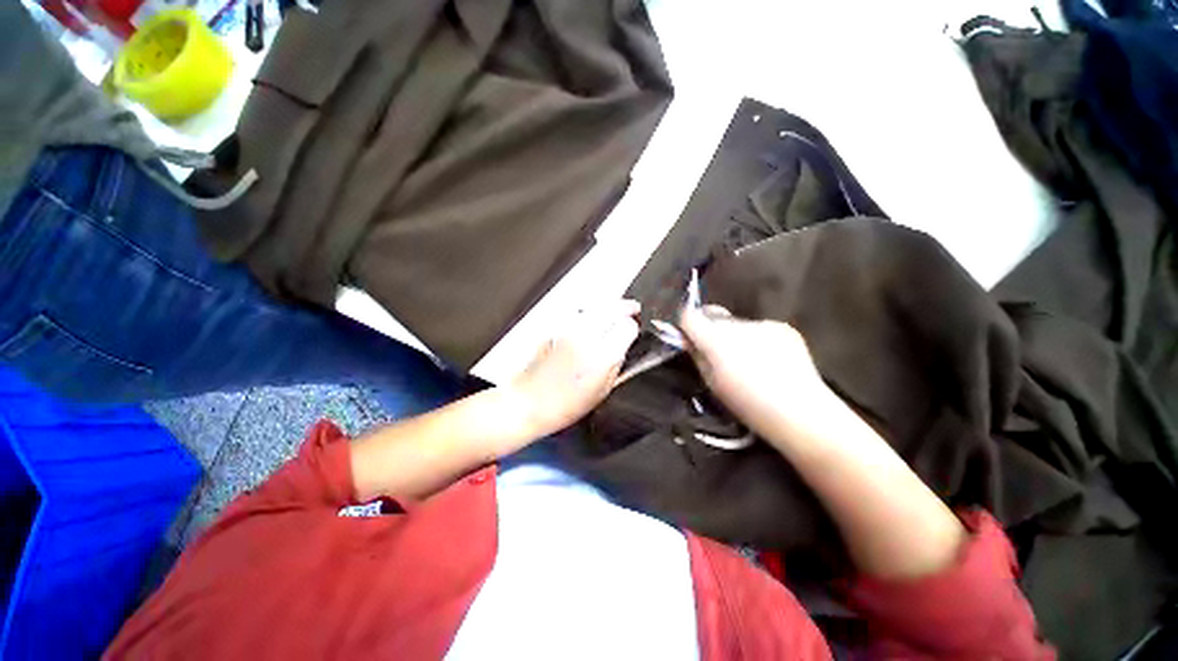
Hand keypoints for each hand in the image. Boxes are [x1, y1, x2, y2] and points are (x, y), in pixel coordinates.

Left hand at [509, 300, 639, 436]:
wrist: (529, 400)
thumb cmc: (563, 405)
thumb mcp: (602, 391)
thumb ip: (616, 364)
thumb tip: (623, 346)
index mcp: (600, 357)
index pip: (627, 327)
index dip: (633, 328)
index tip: (633, 332)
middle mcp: (585, 337)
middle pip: (613, 308)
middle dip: (626, 307)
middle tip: (633, 308)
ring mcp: (568, 329)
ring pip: (596, 305)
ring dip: (609, 305)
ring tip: (617, 308)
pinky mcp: (555, 326)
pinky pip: (581, 310)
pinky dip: (592, 309)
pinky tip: (596, 315)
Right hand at [679, 306, 834, 438]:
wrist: (800, 412)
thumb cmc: (747, 404)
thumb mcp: (711, 383)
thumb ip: (697, 356)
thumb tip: (689, 341)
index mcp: (715, 339)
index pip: (690, 316)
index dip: (687, 325)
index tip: (689, 337)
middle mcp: (737, 324)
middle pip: (715, 319)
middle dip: (712, 332)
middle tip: (720, 356)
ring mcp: (763, 324)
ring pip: (738, 325)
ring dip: (737, 337)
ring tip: (750, 363)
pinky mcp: (783, 327)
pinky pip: (761, 330)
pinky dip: (759, 341)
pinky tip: (771, 362)